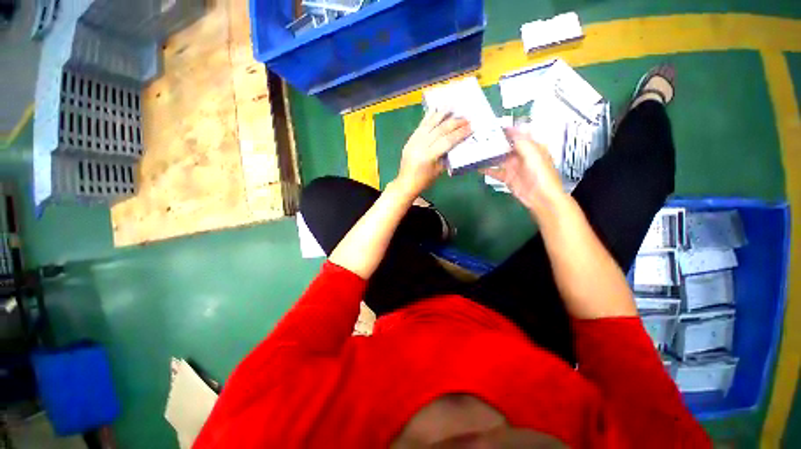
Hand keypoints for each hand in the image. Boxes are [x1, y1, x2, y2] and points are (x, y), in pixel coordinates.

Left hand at [394, 110, 471, 197]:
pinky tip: (434, 110)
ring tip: (452, 107)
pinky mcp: (409, 140)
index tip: (470, 127)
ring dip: (441, 115)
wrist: (406, 183)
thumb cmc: (424, 181)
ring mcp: (413, 142)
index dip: (459, 134)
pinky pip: (420, 126)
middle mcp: (420, 146)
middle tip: (465, 118)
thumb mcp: (438, 171)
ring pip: (429, 125)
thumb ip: (446, 156)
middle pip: (439, 130)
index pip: (447, 141)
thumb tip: (456, 142)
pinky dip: (428, 117)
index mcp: (428, 156)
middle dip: (454, 123)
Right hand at [483, 128, 565, 212]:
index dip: (506, 130)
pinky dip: (486, 169)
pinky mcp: (507, 178)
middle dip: (494, 143)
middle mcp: (521, 155)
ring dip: (489, 155)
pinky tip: (478, 166)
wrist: (541, 197)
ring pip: (498, 158)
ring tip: (476, 151)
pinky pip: (495, 171)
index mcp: (531, 147)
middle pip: (505, 146)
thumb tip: (510, 127)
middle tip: (479, 138)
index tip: (492, 127)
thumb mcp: (533, 153)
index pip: (517, 135)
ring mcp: (513, 167)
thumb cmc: (541, 174)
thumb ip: (521, 140)